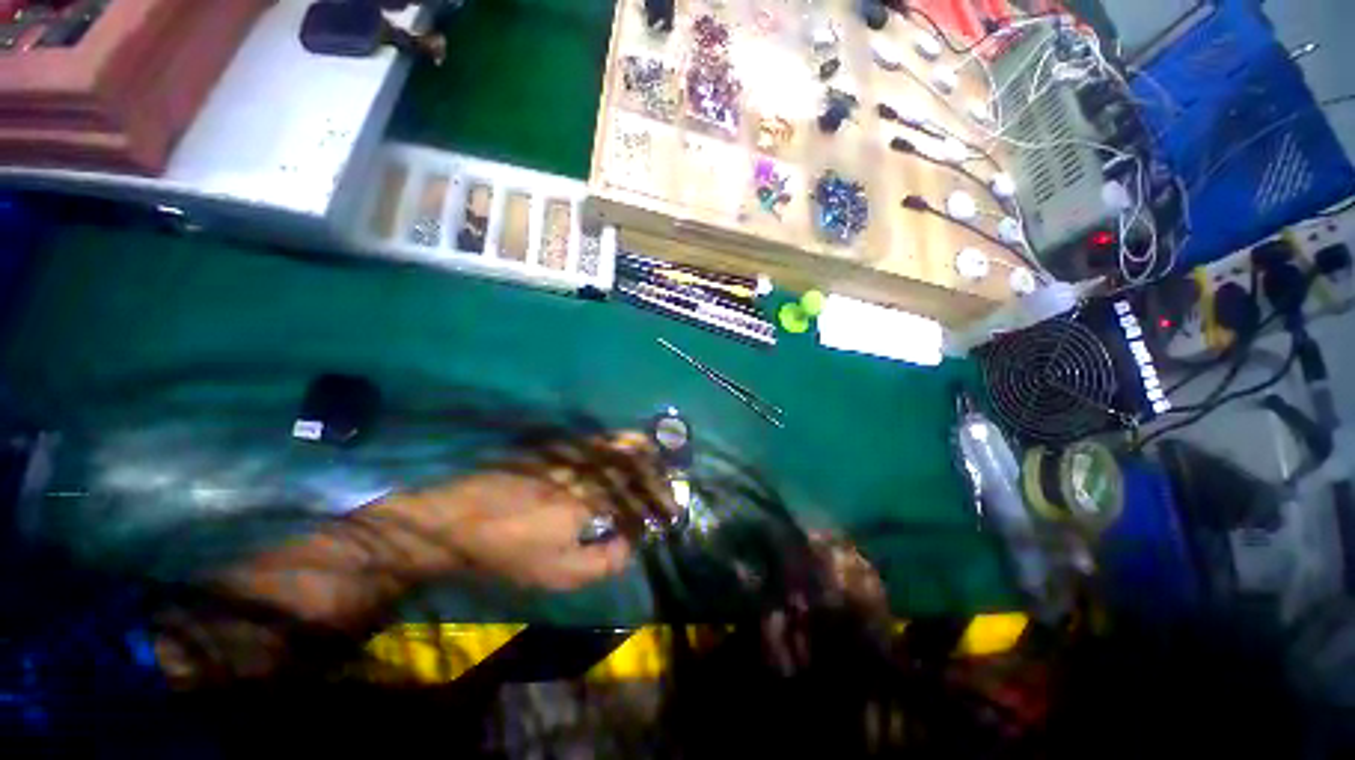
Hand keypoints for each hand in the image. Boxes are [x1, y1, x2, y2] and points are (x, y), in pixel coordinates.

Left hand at [379, 431, 672, 590]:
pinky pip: (592, 441)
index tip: (671, 513)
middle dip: (655, 468)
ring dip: (637, 447)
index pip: (635, 497)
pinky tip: (618, 446)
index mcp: (588, 501)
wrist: (458, 521)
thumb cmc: (510, 552)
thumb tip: (631, 543)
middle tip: (670, 474)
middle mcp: (583, 471)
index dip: (657, 504)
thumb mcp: (559, 573)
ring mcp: (567, 456)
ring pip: (612, 444)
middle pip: (629, 462)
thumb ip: (604, 560)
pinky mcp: (552, 449)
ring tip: (653, 451)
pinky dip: (612, 441)